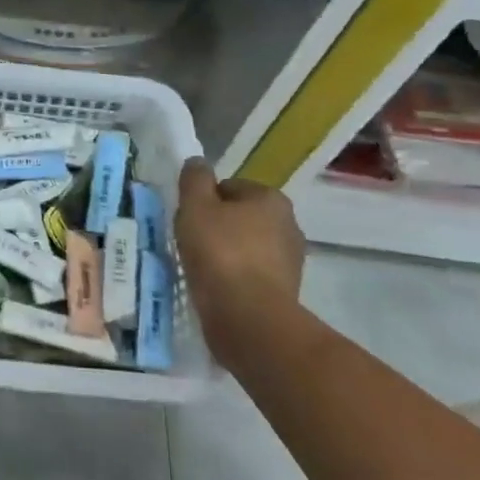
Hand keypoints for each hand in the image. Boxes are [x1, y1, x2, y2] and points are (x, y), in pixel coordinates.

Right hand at [176, 160, 305, 351]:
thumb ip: (194, 180)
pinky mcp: (285, 290)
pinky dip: (234, 277)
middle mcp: (289, 224)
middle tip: (191, 242)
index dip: (204, 201)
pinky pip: (251, 274)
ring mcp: (291, 260)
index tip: (188, 220)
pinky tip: (216, 287)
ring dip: (226, 253)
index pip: (229, 187)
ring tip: (201, 268)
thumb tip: (197, 162)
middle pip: (240, 217)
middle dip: (217, 226)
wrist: (248, 317)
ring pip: (247, 246)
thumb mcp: (196, 207)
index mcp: (271, 199)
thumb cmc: (220, 253)